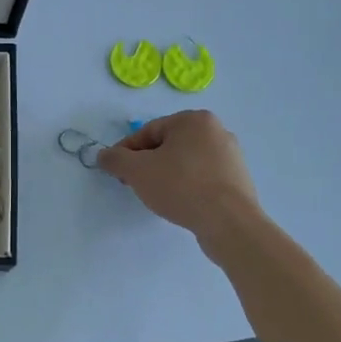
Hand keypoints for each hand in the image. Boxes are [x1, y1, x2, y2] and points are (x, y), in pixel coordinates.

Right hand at [97, 111, 261, 237]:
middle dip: (146, 164)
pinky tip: (179, 202)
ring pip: (184, 161)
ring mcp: (230, 155)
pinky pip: (201, 176)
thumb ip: (115, 159)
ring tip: (156, 196)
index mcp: (194, 120)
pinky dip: (186, 185)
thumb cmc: (181, 186)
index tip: (116, 172)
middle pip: (167, 145)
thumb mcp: (137, 171)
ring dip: (165, 175)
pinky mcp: (237, 179)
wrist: (228, 221)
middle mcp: (216, 130)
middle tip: (133, 184)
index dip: (126, 152)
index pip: (148, 131)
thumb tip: (104, 155)